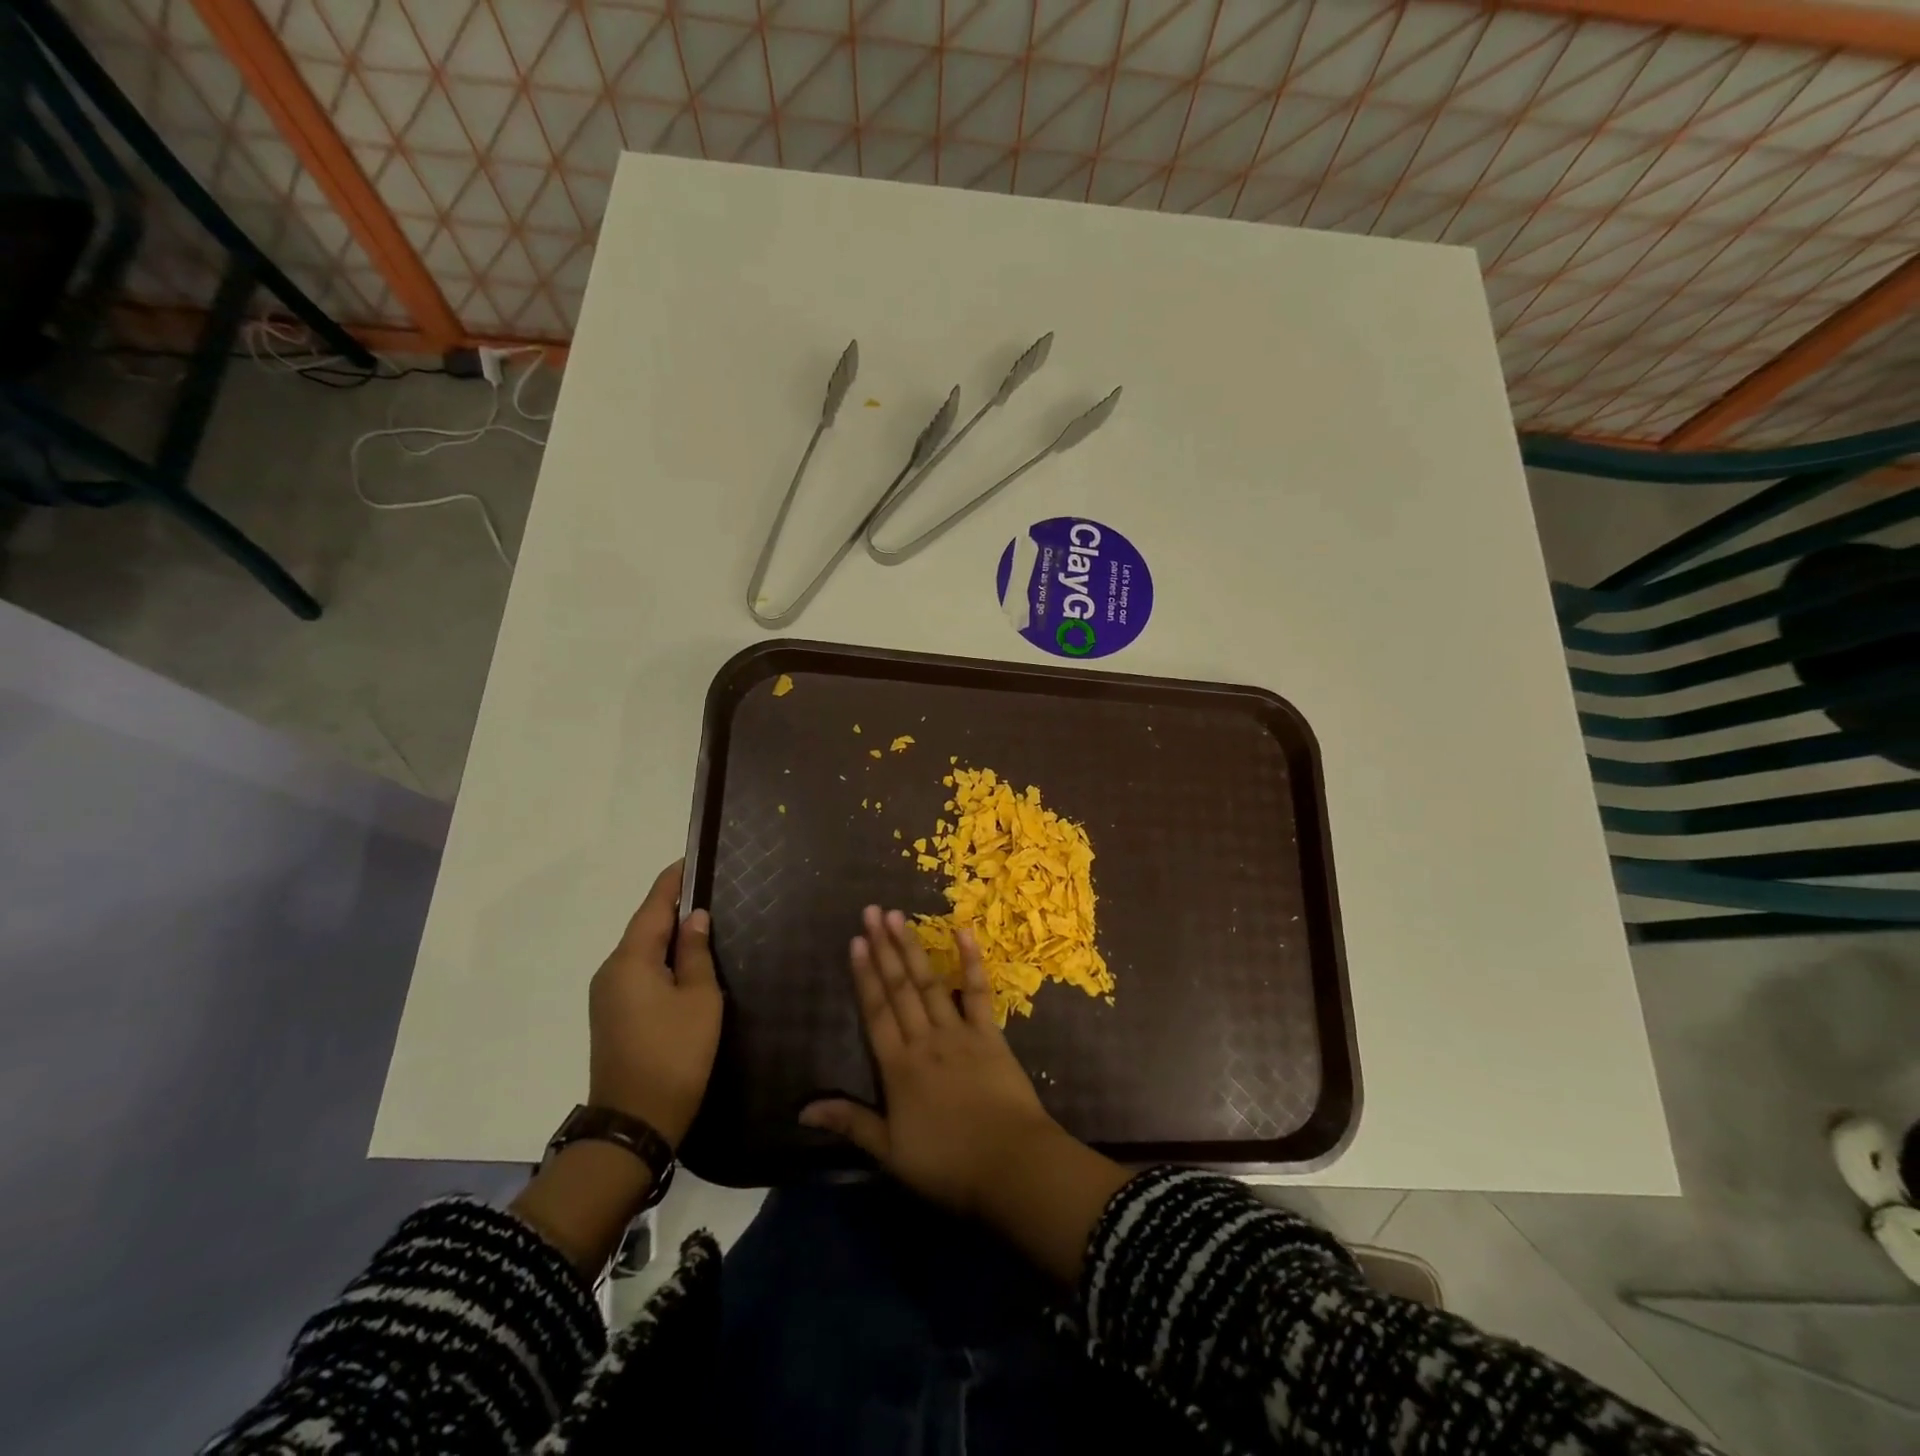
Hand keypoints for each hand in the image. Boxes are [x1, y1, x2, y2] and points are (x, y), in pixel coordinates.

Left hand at [587, 859, 721, 1147]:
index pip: (652, 906)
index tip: (690, 860)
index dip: (672, 881)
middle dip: (672, 907)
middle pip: (644, 927)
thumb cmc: (674, 1053)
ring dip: (667, 935)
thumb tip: (694, 918)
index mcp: (631, 960)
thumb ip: (696, 953)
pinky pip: (638, 972)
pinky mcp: (612, 1015)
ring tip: (702, 922)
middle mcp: (611, 970)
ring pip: (641, 951)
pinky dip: (660, 958)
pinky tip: (684, 961)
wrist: (634, 1122)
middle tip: (707, 890)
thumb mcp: (699, 998)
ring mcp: (607, 995)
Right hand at [800, 907, 1059, 1218]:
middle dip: (884, 948)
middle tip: (873, 911)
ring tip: (898, 916)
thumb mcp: (890, 1153)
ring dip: (912, 948)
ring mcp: (959, 1033)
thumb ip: (850, 1123)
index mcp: (898, 1067)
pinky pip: (977, 992)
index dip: (864, 975)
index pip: (875, 1011)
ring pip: (929, 983)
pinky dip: (970, 961)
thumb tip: (803, 1110)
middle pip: (900, 988)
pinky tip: (963, 932)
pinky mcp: (990, 1034)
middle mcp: (925, 1040)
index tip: (855, 941)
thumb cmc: (948, 1164)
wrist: (1011, 1165)